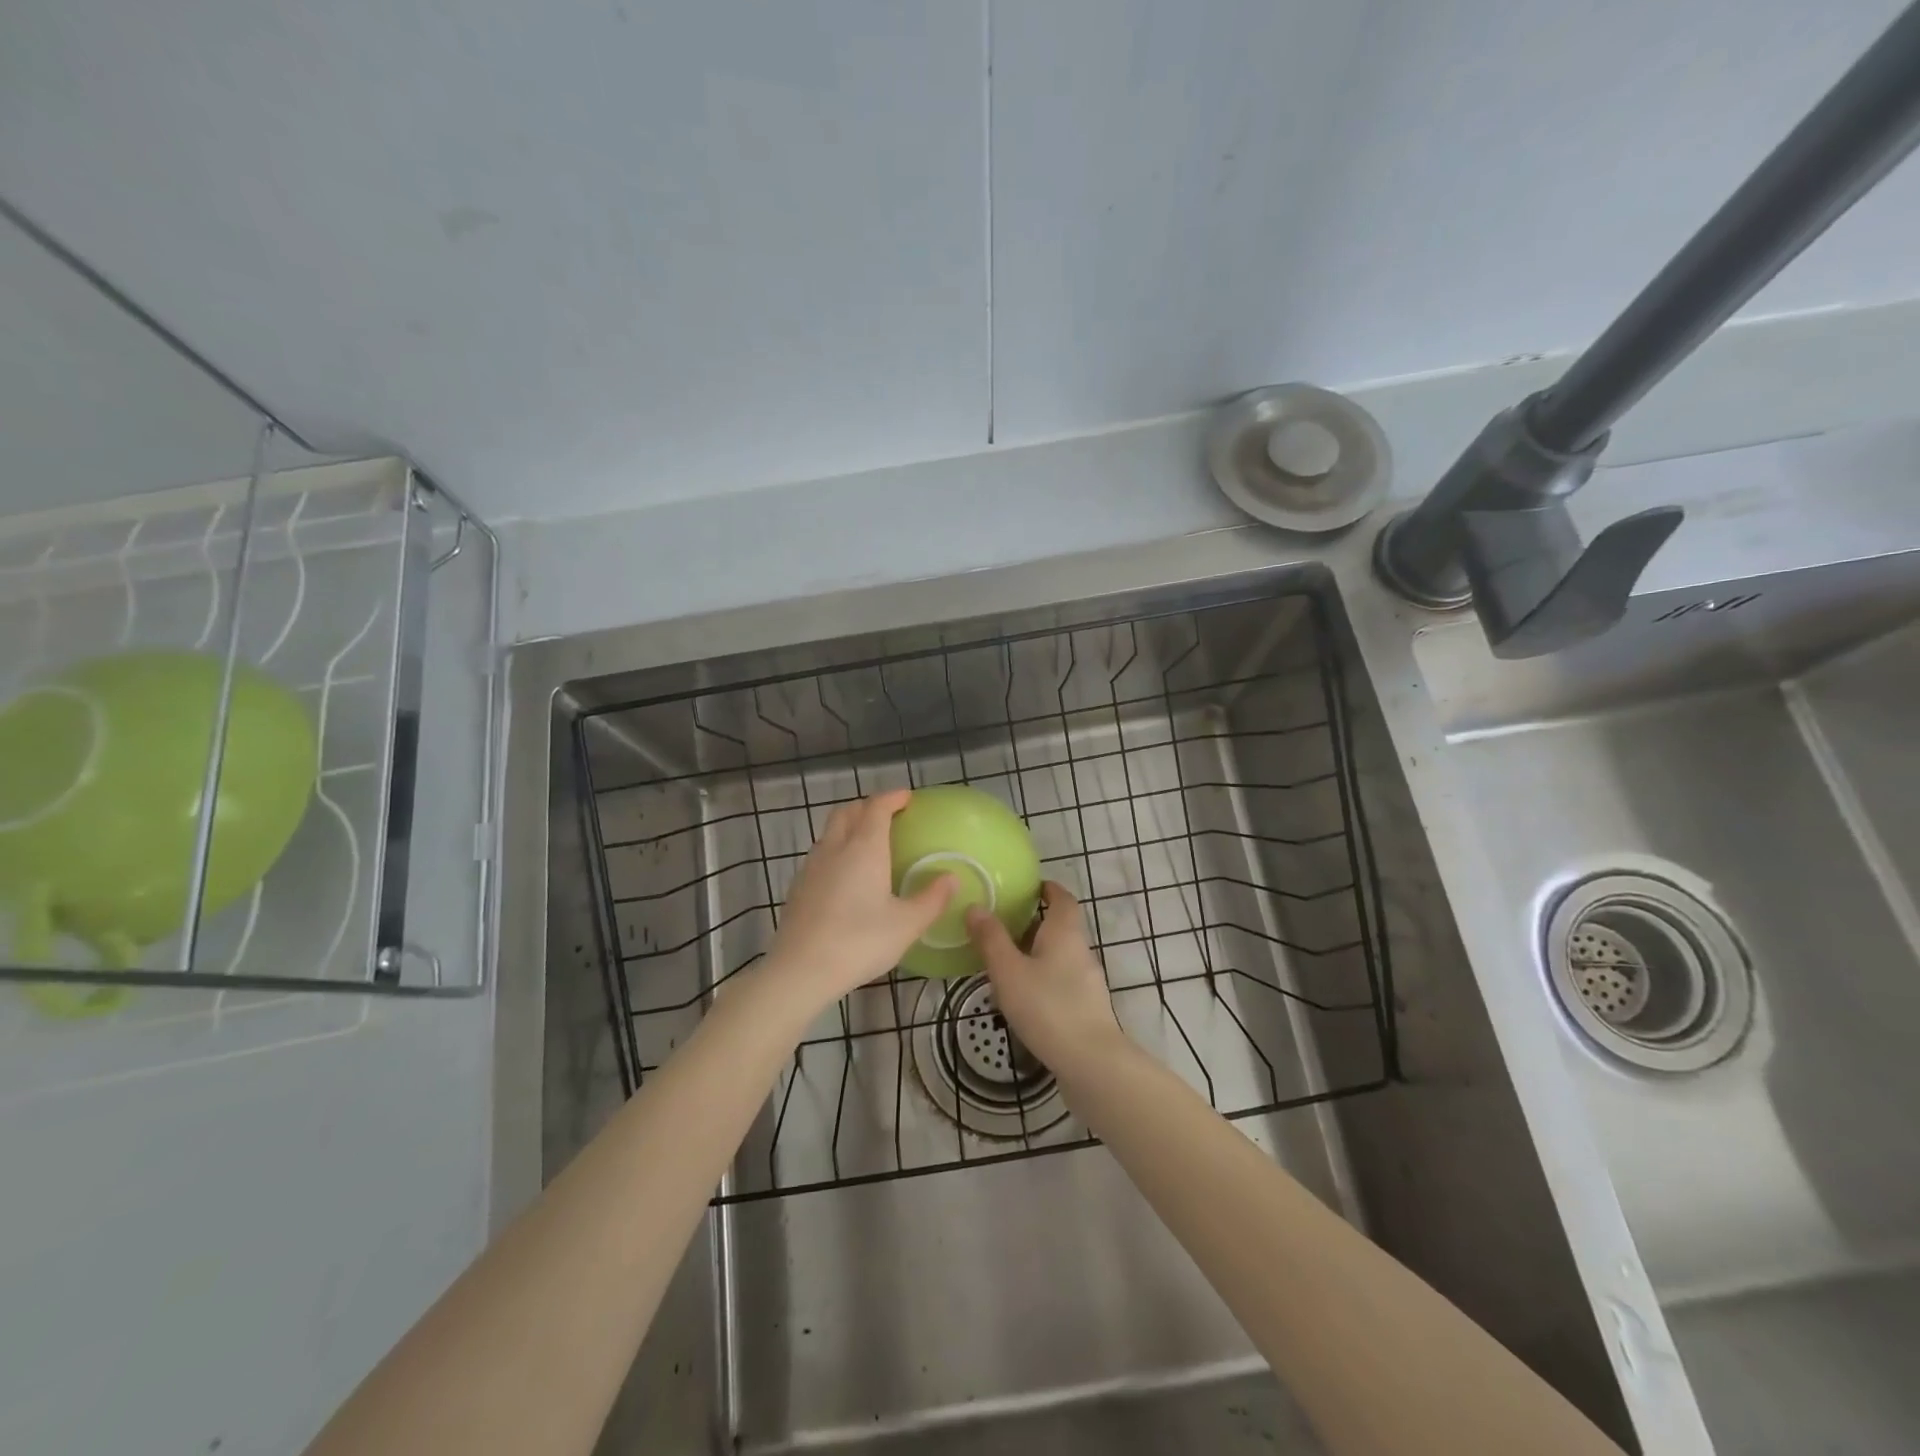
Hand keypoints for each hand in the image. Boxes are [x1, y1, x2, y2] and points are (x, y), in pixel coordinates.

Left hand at [759, 790, 954, 1011]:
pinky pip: (820, 855)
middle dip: (867, 806)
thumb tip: (951, 878)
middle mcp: (835, 848)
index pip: (876, 807)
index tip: (907, 797)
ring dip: (849, 827)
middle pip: (847, 812)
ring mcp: (811, 867)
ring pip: (830, 832)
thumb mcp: (906, 925)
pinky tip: (845, 876)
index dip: (892, 797)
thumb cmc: (859, 942)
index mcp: (864, 849)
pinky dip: (836, 851)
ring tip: (867, 843)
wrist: (800, 970)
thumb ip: (932, 899)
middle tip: (887, 814)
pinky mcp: (798, 887)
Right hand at [965, 881, 1123, 1075]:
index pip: (1062, 898)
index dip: (1047, 889)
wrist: (1091, 1063)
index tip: (1027, 887)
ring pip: (1059, 956)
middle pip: (1060, 926)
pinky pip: (1061, 981)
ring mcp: (1087, 981)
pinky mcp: (1086, 1008)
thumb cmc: (1048, 1007)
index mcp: (1065, 932)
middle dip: (1033, 923)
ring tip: (1004, 962)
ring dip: (1036, 953)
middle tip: (1002, 925)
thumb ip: (991, 939)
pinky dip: (1042, 979)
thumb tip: (976, 906)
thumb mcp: (1009, 971)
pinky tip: (1022, 997)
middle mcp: (1080, 950)